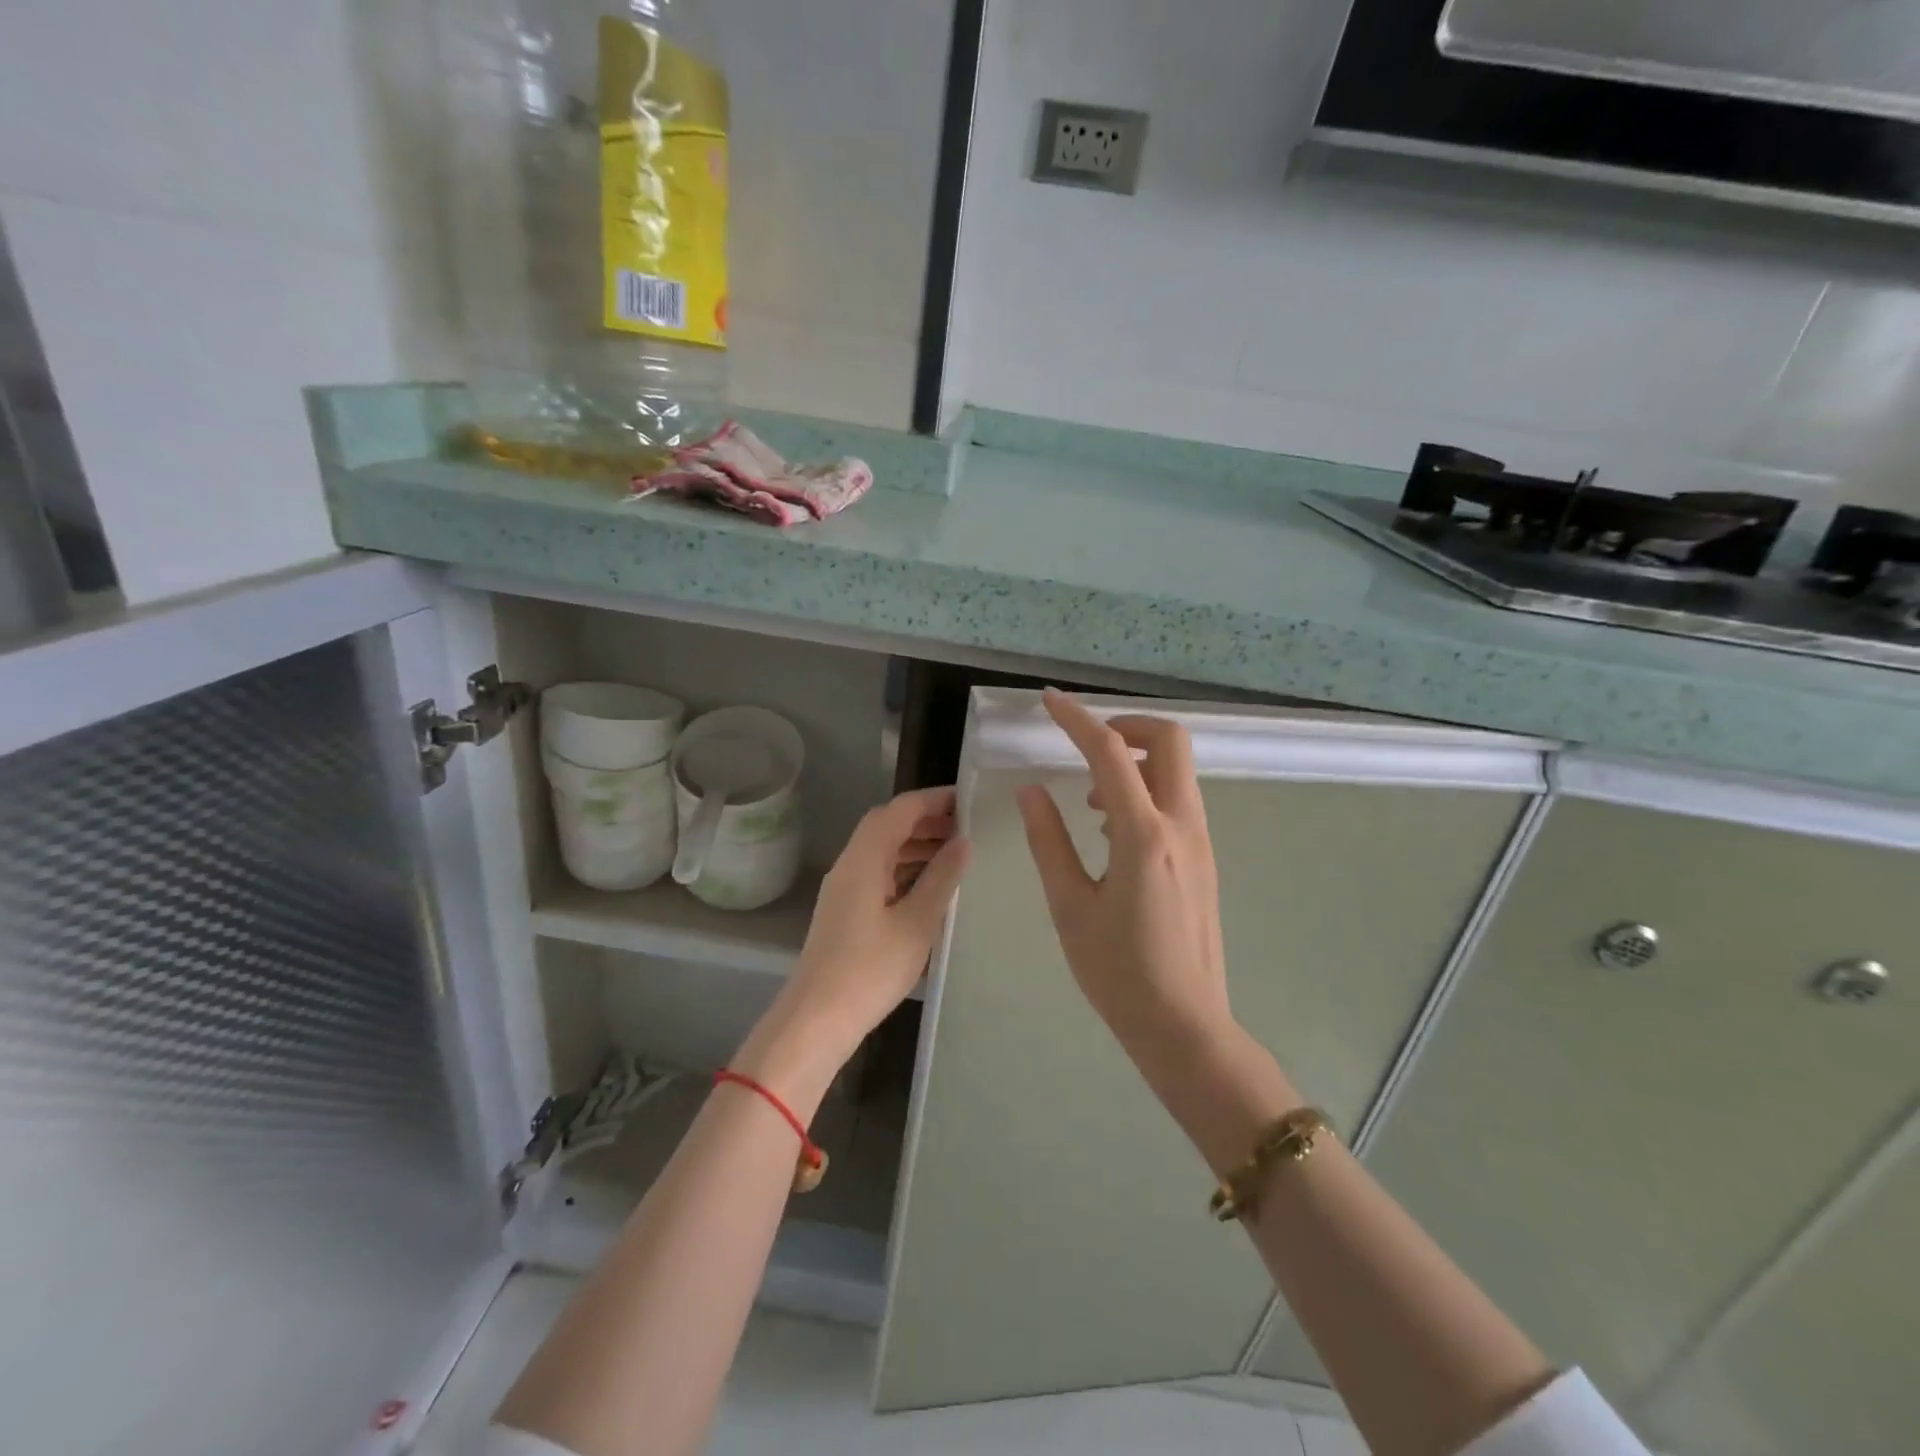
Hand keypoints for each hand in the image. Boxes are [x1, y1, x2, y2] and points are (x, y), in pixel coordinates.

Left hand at [738, 787, 970, 1098]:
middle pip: (888, 825)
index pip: (900, 809)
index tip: (969, 800)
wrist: (817, 1018)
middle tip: (968, 827)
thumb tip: (964, 842)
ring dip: (916, 845)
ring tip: (957, 854)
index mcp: (864, 858)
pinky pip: (878, 873)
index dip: (934, 799)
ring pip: (882, 850)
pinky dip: (905, 869)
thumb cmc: (871, 969)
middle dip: (927, 821)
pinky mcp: (845, 910)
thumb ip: (942, 878)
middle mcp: (850, 864)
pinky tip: (931, 886)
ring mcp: (844, 888)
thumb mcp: (917, 922)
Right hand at [1016, 689, 1232, 1067]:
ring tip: (1090, 800)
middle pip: (1169, 741)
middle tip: (1085, 745)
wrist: (1184, 1027)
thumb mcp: (1070, 906)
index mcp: (1143, 836)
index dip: (1077, 719)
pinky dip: (1146, 790)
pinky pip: (1178, 801)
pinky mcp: (1204, 860)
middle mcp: (1182, 827)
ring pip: (1177, 771)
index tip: (1050, 701)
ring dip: (1135, 762)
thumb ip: (1049, 841)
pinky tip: (1112, 831)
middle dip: (1126, 726)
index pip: (1110, 753)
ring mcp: (1200, 843)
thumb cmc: (1118, 972)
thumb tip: (1032, 791)